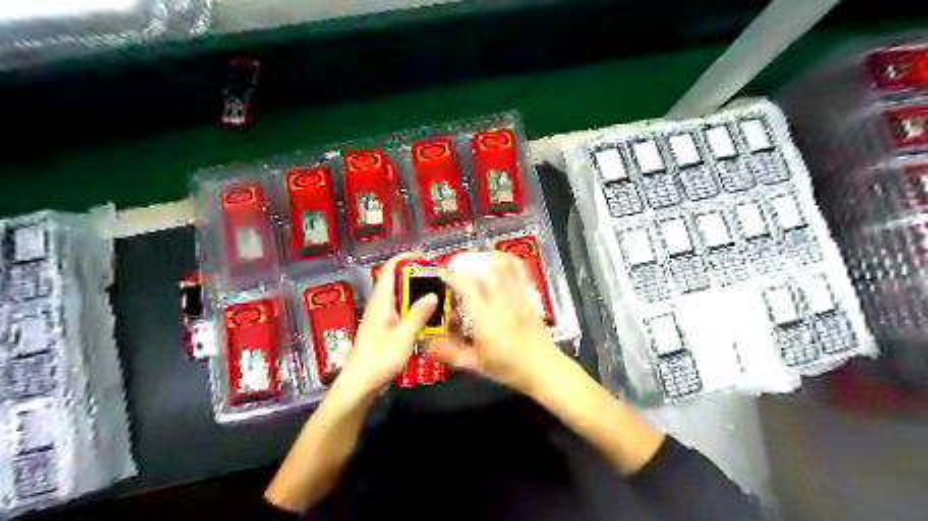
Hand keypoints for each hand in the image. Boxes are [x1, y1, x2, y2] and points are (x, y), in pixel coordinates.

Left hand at [339, 252, 438, 397]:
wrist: (360, 383)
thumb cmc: (380, 357)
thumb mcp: (404, 336)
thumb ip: (418, 314)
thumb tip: (432, 294)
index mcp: (381, 301)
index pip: (390, 269)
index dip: (404, 258)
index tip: (423, 256)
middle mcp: (379, 305)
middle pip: (395, 281)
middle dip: (414, 275)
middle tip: (436, 277)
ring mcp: (380, 318)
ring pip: (398, 297)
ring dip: (414, 292)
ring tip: (436, 294)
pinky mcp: (383, 329)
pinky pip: (399, 311)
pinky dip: (412, 308)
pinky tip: (426, 317)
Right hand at [426, 250, 564, 395]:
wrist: (544, 369)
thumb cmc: (509, 368)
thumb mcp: (475, 365)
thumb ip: (450, 353)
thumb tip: (427, 344)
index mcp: (486, 320)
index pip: (467, 286)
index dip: (451, 276)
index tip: (442, 276)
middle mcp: (503, 303)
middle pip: (486, 267)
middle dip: (467, 262)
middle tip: (457, 267)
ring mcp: (519, 296)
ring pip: (504, 264)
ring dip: (486, 258)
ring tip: (475, 263)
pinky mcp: (530, 296)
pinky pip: (520, 270)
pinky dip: (507, 260)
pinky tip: (498, 263)